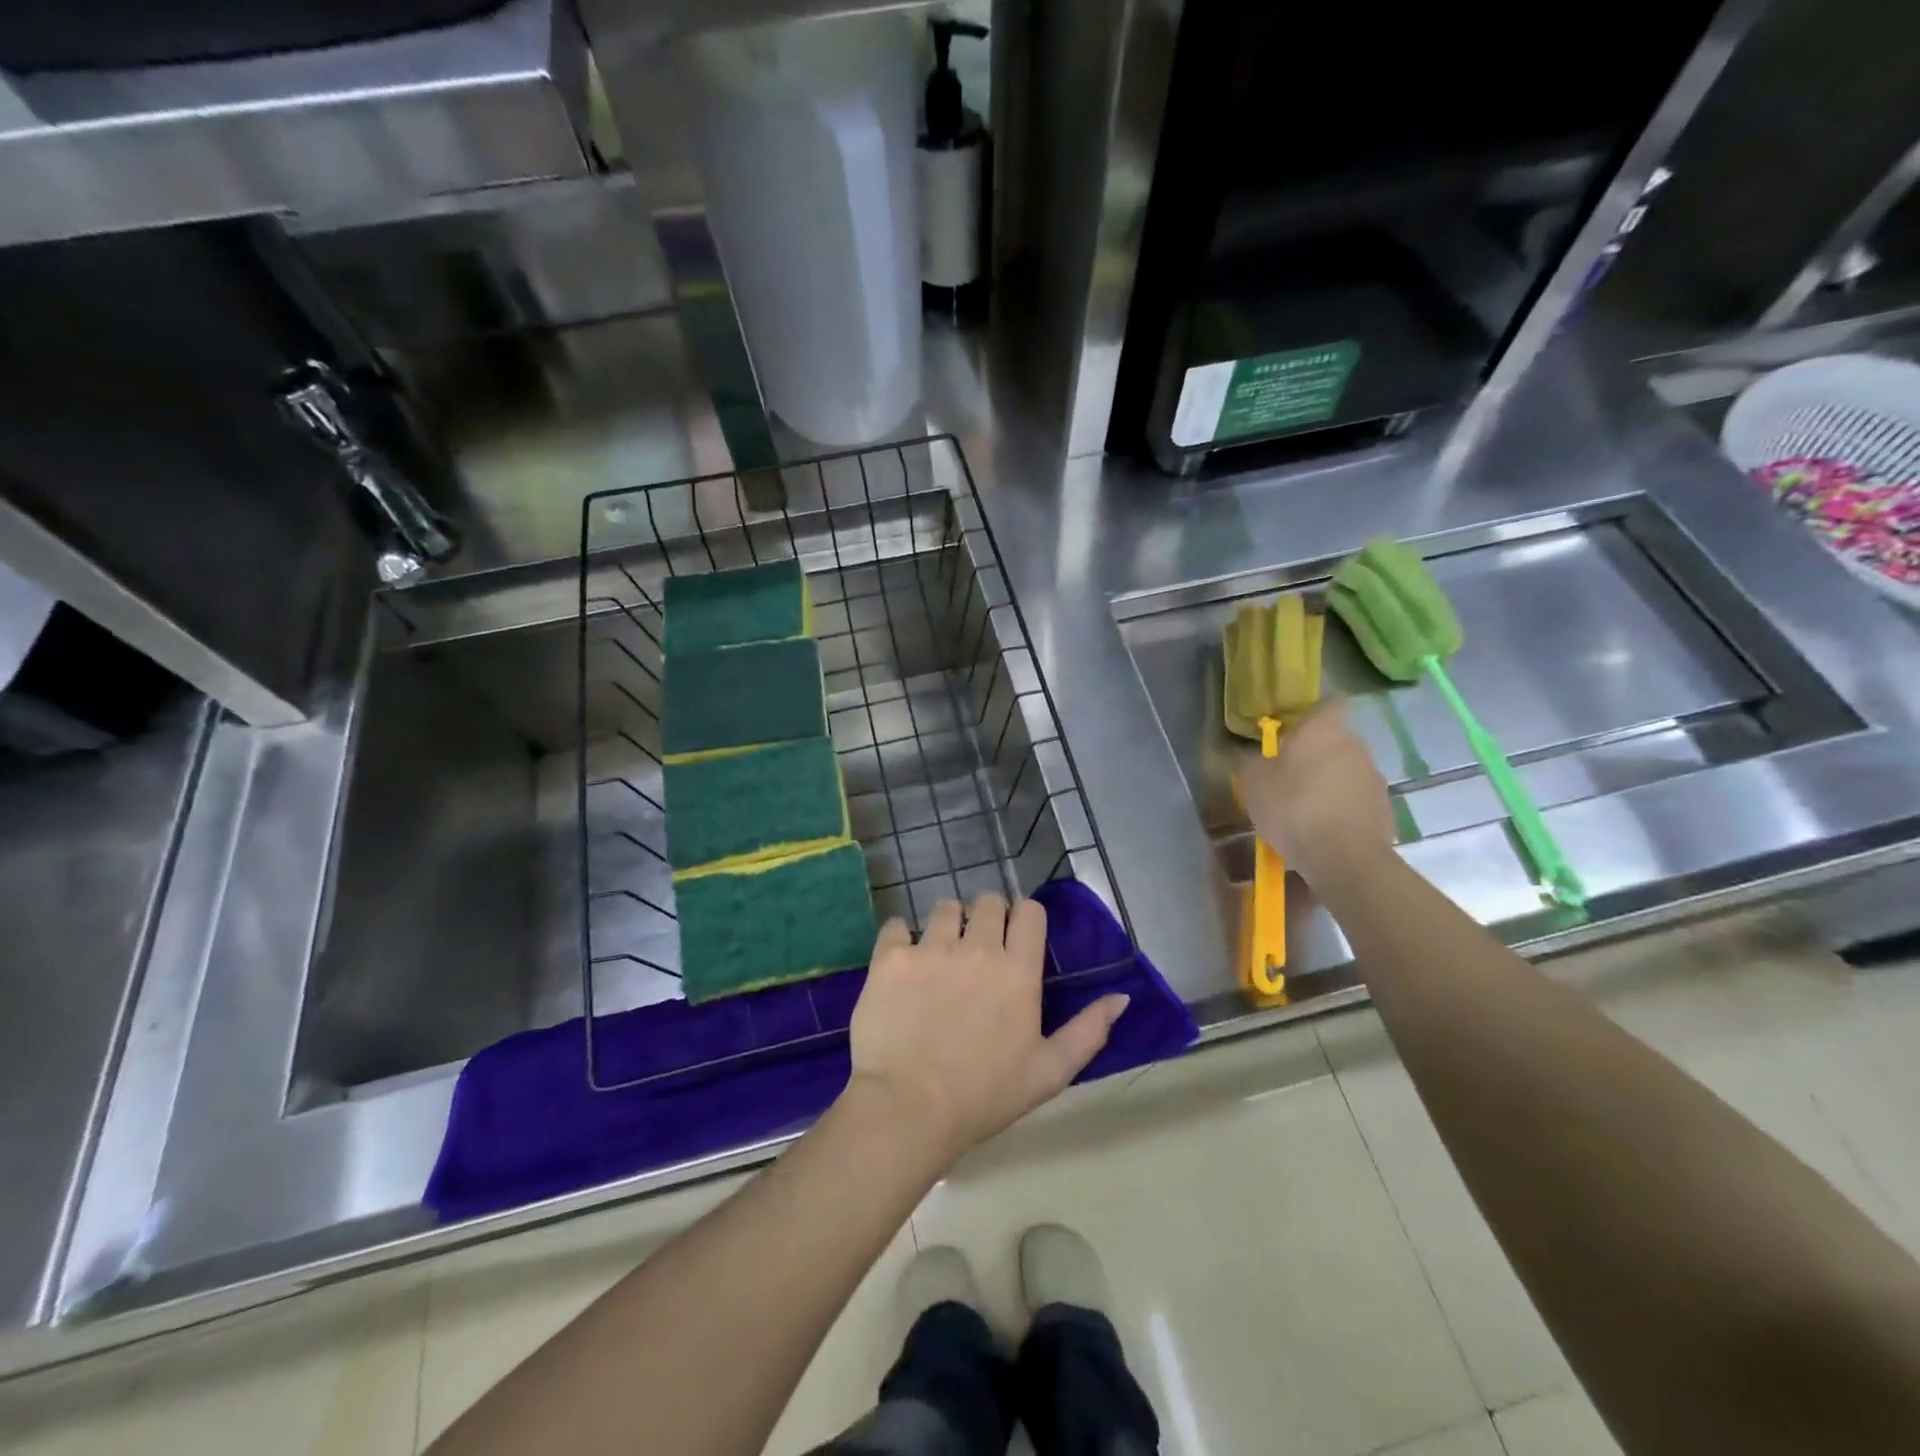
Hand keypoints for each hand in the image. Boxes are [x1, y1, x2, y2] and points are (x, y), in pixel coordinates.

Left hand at [847, 893, 1129, 1160]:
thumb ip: (1089, 1030)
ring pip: (945, 908)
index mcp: (1018, 970)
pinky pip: (896, 926)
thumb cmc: (985, 1096)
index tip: (1016, 939)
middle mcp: (977, 947)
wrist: (909, 1109)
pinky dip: (901, 939)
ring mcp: (930, 948)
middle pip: (988, 901)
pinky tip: (902, 964)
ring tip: (940, 955)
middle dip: (987, 918)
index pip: (1029, 911)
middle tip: (978, 950)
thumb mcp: (1050, 1072)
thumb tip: (1121, 997)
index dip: (1025, 919)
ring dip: (947, 924)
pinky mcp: (891, 957)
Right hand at [1234, 698, 1394, 881]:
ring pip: (1347, 772)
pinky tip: (1323, 832)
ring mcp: (1374, 778)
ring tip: (1305, 811)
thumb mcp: (1253, 784)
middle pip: (1336, 741)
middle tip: (1289, 778)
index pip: (1331, 703)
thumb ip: (1252, 763)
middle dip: (1316, 755)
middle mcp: (1355, 746)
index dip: (1315, 713)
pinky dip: (1342, 810)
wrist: (1345, 858)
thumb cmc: (1293, 808)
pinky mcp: (1384, 809)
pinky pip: (1357, 801)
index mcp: (1324, 730)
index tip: (1295, 730)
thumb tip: (1256, 757)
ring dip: (1329, 784)